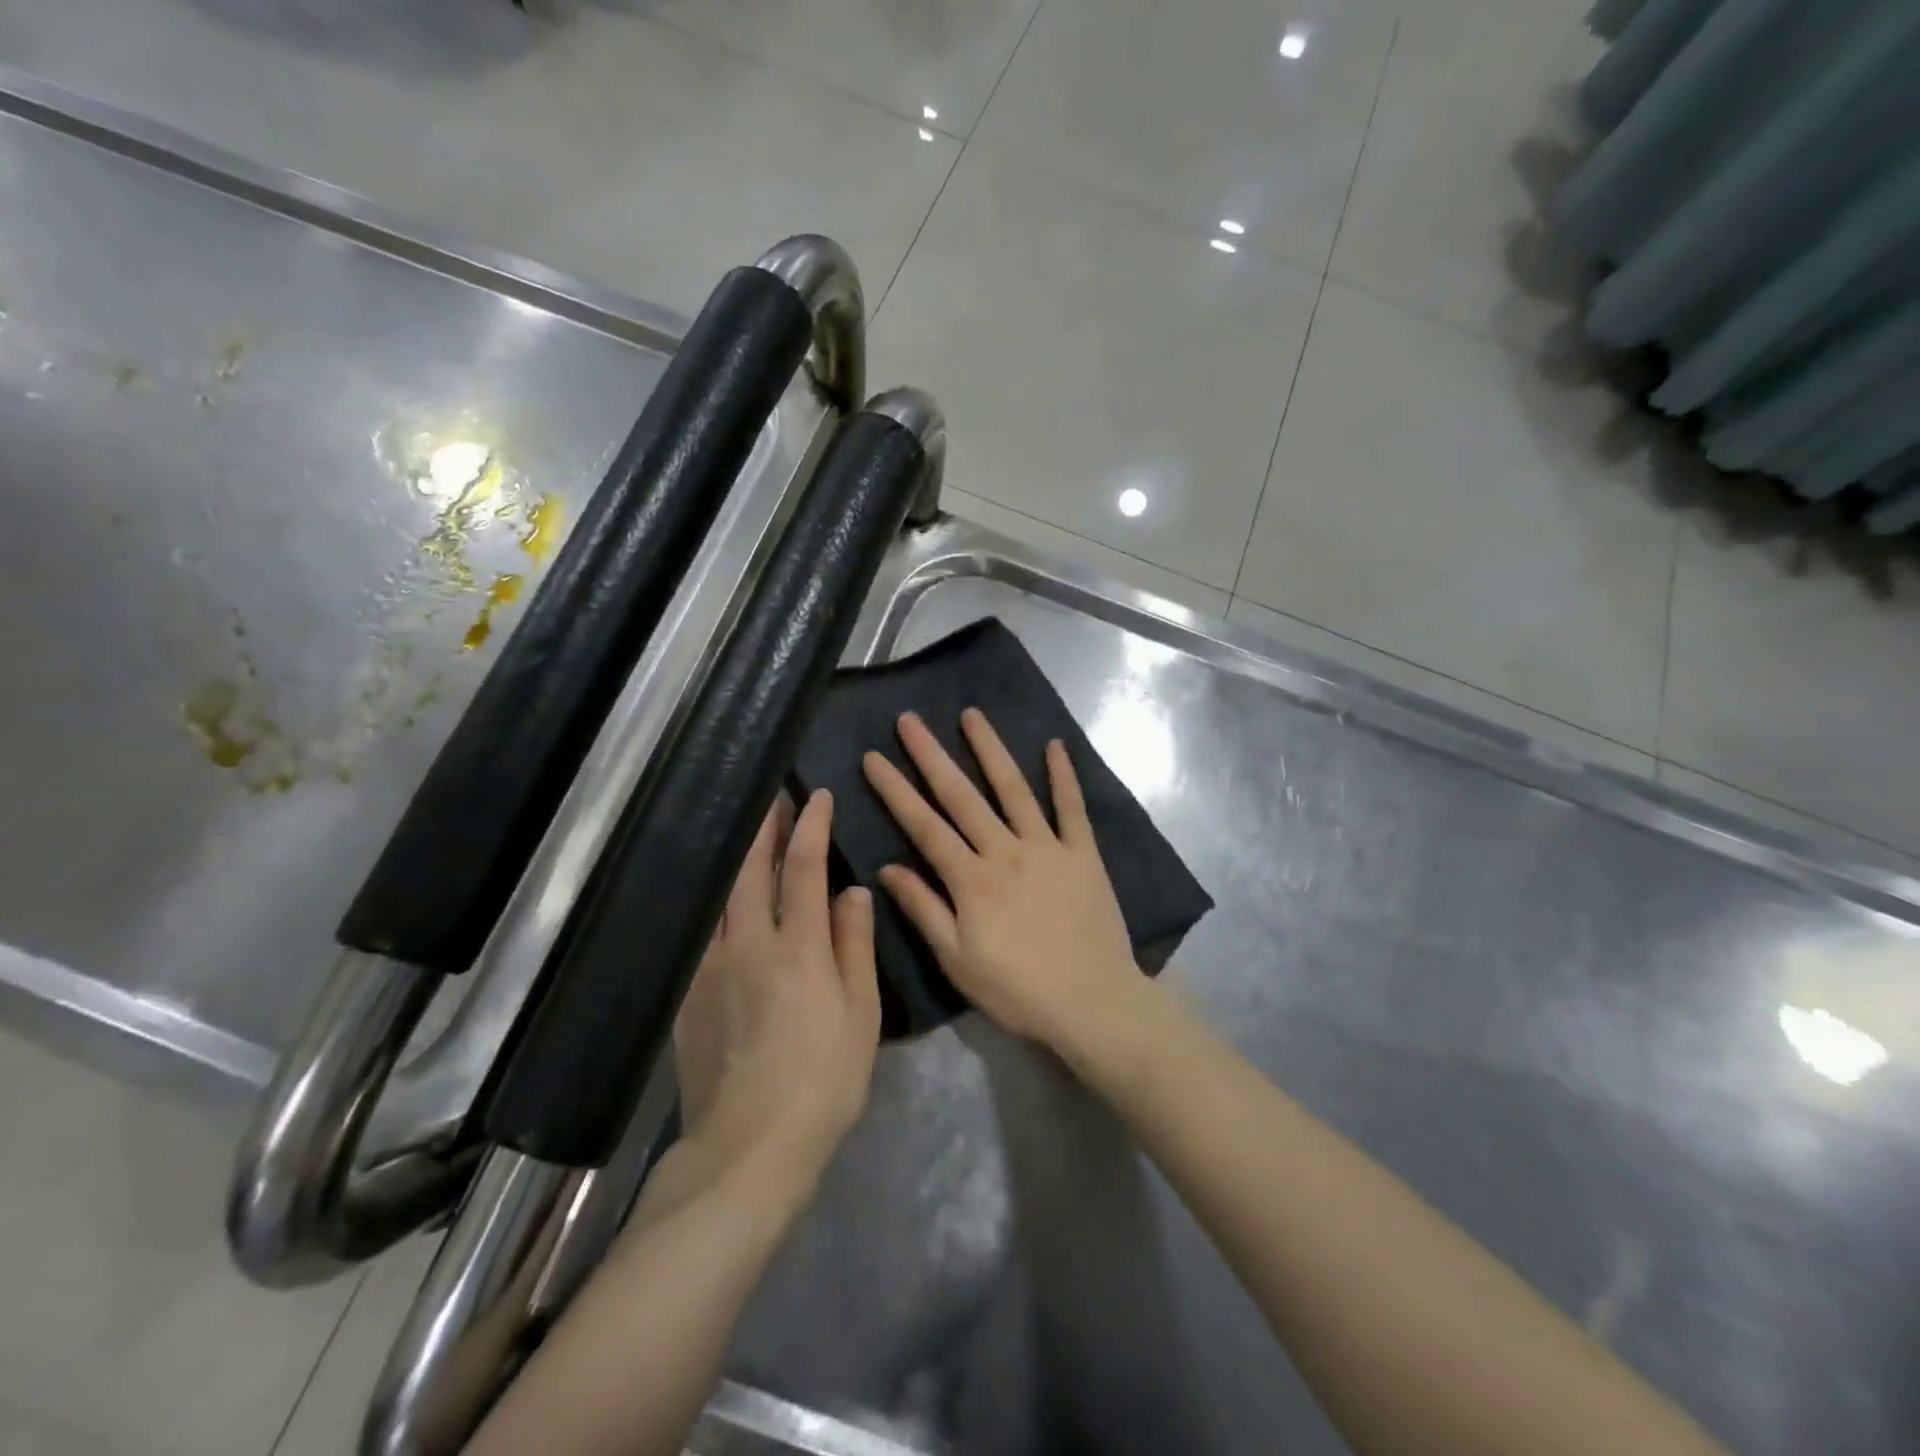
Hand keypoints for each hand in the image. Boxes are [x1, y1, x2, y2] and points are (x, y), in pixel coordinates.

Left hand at [670, 790, 880, 1194]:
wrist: (750, 1146)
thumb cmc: (824, 1080)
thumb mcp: (860, 1014)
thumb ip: (854, 946)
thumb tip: (853, 891)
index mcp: (797, 948)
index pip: (803, 869)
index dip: (811, 828)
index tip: (816, 797)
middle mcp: (748, 945)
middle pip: (751, 872)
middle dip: (764, 830)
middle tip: (772, 801)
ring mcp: (711, 969)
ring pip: (720, 898)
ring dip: (737, 861)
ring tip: (748, 840)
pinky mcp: (688, 995)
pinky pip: (703, 934)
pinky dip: (716, 906)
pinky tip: (722, 906)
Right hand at [862, 708, 1141, 1061]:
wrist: (1093, 1003)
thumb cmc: (1018, 990)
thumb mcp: (957, 961)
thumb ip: (923, 910)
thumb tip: (887, 868)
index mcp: (971, 879)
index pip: (924, 826)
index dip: (895, 791)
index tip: (872, 757)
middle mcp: (1006, 851)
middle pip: (961, 796)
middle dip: (931, 755)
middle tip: (909, 720)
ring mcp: (1048, 847)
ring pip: (1014, 789)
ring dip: (991, 750)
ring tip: (971, 715)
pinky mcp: (1084, 854)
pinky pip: (1072, 808)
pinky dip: (1063, 776)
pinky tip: (1054, 745)